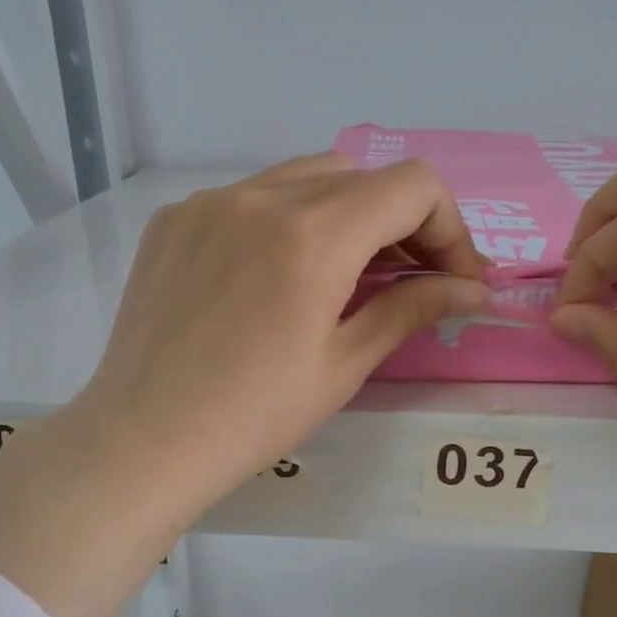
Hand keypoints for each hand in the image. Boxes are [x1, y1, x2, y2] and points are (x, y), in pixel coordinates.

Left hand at [73, 151, 487, 510]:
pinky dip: (284, 221)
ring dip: (344, 214)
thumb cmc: (254, 417)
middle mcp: (260, 196)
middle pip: (362, 176)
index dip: (449, 227)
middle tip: (407, 279)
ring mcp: (209, 201)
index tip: (452, 278)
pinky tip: (275, 275)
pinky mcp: (174, 219)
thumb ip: (411, 309)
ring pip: (304, 178)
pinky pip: (249, 196)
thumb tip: (472, 290)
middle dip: (401, 221)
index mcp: (313, 235)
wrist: (144, 440)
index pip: (412, 186)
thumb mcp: (343, 366)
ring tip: (345, 274)